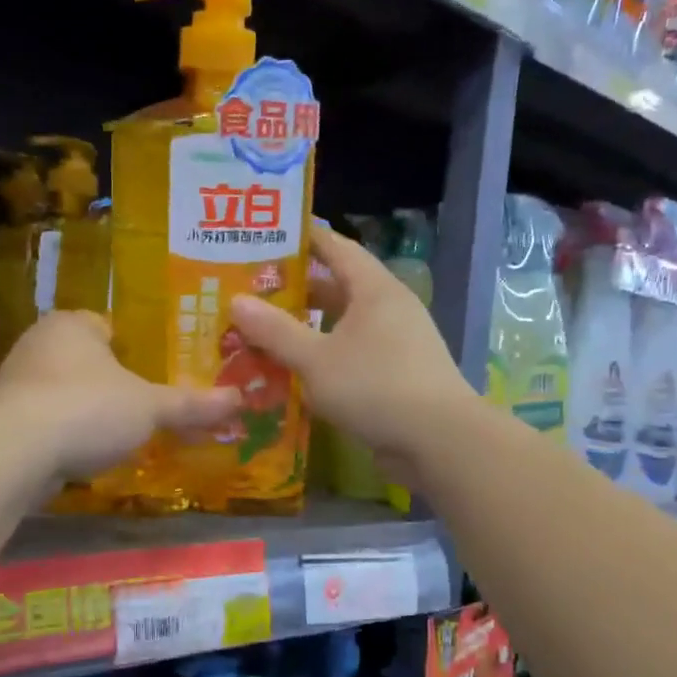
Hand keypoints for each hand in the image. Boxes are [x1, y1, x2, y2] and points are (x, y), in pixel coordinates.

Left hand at [0, 311, 240, 481]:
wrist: (15, 454)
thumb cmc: (88, 409)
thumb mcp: (150, 407)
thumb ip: (192, 404)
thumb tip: (239, 399)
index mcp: (72, 324)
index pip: (108, 326)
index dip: (135, 348)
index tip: (155, 372)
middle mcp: (39, 343)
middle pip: (87, 360)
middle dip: (112, 381)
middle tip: (146, 404)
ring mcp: (16, 381)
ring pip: (65, 390)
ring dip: (88, 408)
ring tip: (120, 432)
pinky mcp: (4, 419)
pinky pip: (47, 419)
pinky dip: (67, 433)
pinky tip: (86, 453)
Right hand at [230, 223, 476, 484]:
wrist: (439, 440)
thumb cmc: (375, 386)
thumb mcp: (316, 359)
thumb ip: (276, 331)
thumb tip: (236, 301)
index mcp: (374, 289)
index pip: (335, 247)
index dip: (303, 238)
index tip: (267, 235)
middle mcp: (389, 307)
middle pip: (338, 286)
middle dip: (297, 288)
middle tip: (253, 290)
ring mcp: (398, 341)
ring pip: (344, 323)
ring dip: (309, 325)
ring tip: (266, 329)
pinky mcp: (398, 373)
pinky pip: (354, 352)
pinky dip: (326, 354)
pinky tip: (297, 369)